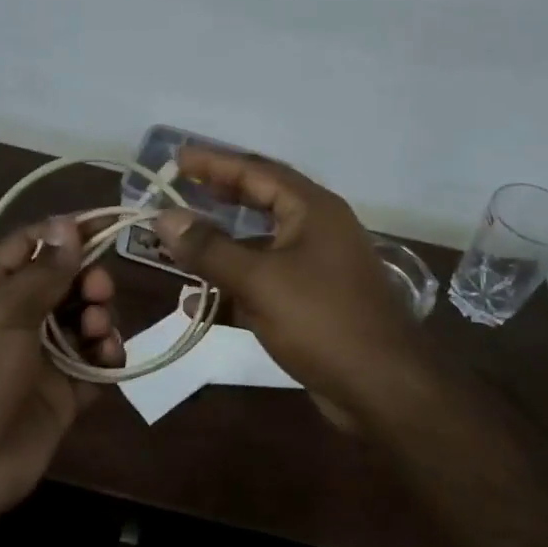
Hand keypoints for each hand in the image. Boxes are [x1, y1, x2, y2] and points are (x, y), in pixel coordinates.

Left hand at [0, 216, 123, 523]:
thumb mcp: (2, 311)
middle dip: (88, 279)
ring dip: (98, 316)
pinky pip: (95, 362)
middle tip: (99, 290)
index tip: (109, 222)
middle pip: (65, 281)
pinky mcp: (64, 392)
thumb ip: (43, 269)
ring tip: (96, 331)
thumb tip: (67, 222)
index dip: (67, 233)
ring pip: (84, 318)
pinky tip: (108, 357)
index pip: (32, 246)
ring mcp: (41, 356)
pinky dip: (106, 355)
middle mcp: (15, 317)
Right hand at [155, 148, 440, 424]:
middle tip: (177, 191)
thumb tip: (165, 218)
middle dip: (217, 198)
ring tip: (176, 246)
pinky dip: (231, 289)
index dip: (214, 162)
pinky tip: (195, 304)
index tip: (177, 158)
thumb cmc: (323, 320)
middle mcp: (316, 230)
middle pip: (259, 202)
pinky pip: (262, 285)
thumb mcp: (259, 281)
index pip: (256, 171)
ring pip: (258, 247)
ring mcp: (314, 268)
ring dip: (219, 249)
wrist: (382, 388)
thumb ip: (210, 248)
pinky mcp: (309, 304)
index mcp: (312, 210)